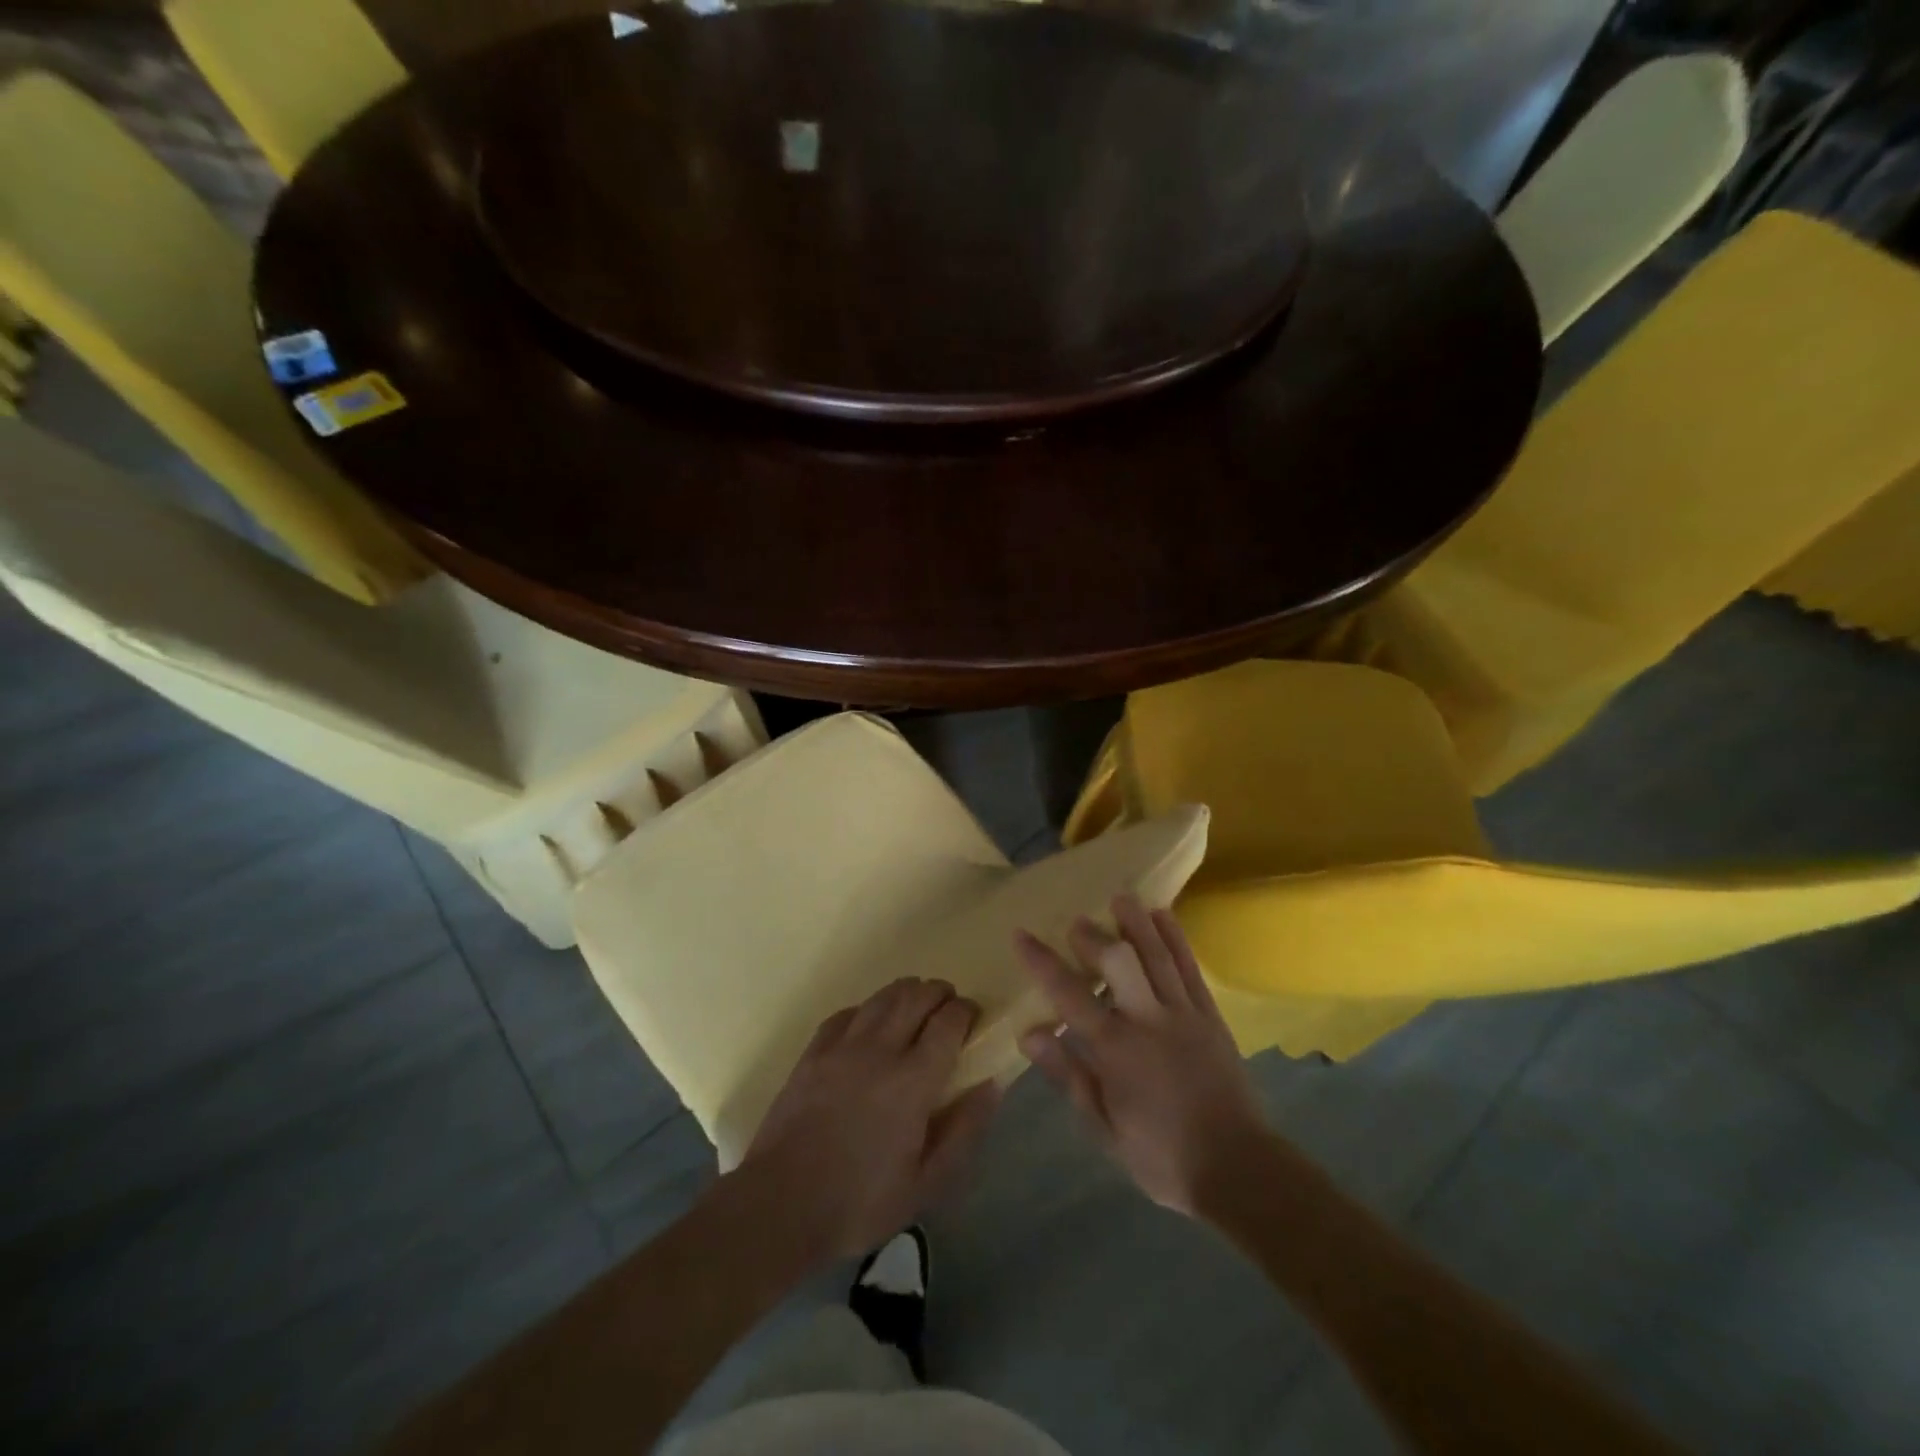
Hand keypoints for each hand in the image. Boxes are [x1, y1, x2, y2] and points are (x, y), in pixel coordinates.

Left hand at [740, 978, 1002, 1257]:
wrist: (780, 1204)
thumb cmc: (860, 1202)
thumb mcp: (925, 1184)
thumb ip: (963, 1131)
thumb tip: (991, 1085)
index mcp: (912, 1081)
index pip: (947, 1023)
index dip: (965, 1012)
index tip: (973, 1018)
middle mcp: (880, 1050)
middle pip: (916, 996)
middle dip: (939, 993)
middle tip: (949, 1006)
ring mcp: (842, 1046)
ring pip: (882, 997)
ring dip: (906, 992)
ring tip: (916, 1003)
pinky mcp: (813, 1051)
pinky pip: (847, 1012)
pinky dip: (867, 1008)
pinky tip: (870, 1022)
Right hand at [1016, 896, 1270, 1217]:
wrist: (1238, 1169)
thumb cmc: (1161, 1156)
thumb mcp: (1103, 1127)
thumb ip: (1068, 1075)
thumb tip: (1030, 1033)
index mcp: (1116, 1049)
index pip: (1069, 994)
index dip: (1042, 962)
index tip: (1021, 934)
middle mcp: (1148, 1020)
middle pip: (1118, 961)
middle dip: (1093, 935)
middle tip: (1077, 923)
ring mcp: (1184, 1013)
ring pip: (1157, 954)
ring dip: (1136, 922)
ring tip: (1119, 897)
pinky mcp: (1210, 1015)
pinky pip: (1189, 967)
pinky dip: (1175, 938)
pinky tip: (1163, 916)